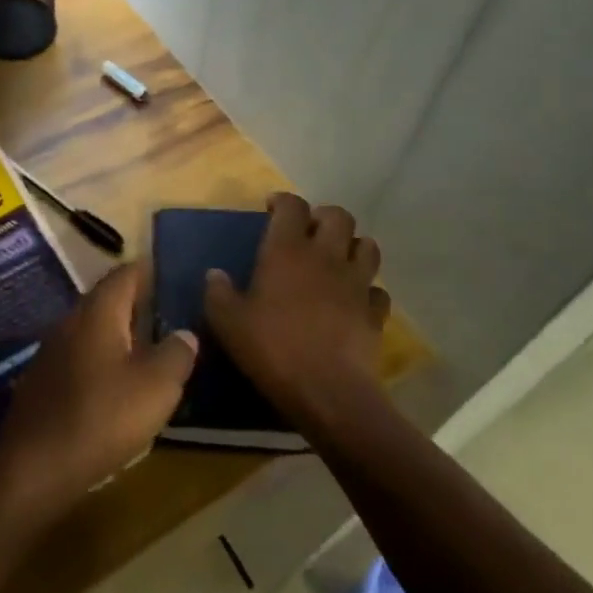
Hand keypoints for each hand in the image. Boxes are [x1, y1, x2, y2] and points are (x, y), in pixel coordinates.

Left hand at [0, 263, 197, 531]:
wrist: (34, 466)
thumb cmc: (102, 416)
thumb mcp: (156, 386)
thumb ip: (176, 353)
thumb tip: (185, 333)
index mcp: (98, 311)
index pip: (127, 273)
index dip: (152, 271)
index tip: (176, 277)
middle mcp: (71, 320)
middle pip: (108, 299)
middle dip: (139, 304)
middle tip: (171, 316)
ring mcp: (53, 350)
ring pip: (94, 329)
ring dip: (121, 335)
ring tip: (152, 350)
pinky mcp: (44, 380)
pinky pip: (81, 356)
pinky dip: (103, 360)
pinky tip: (119, 384)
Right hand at [204, 193, 391, 431]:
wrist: (328, 392)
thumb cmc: (273, 349)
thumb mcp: (229, 323)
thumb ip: (218, 293)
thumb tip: (214, 274)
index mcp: (287, 250)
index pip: (293, 205)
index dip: (283, 201)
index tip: (272, 209)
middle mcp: (326, 256)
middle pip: (338, 215)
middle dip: (324, 216)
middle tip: (308, 232)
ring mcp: (357, 282)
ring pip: (367, 245)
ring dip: (352, 246)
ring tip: (336, 259)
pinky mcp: (376, 312)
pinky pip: (377, 289)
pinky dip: (367, 289)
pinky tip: (354, 300)